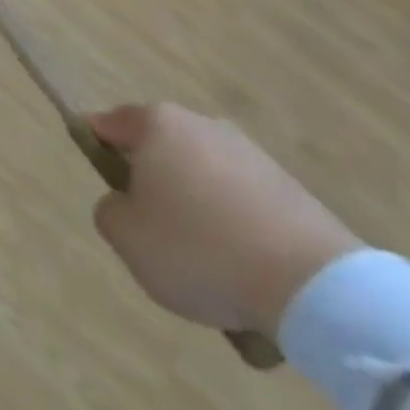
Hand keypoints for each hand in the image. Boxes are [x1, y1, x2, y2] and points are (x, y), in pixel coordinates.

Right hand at [89, 103, 361, 337]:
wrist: (313, 286)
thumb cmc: (200, 249)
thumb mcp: (127, 238)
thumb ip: (110, 211)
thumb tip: (125, 204)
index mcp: (157, 124)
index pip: (110, 123)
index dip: (96, 146)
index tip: (101, 180)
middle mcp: (202, 124)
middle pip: (160, 149)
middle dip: (152, 183)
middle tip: (151, 231)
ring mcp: (250, 153)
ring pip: (203, 177)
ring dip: (197, 207)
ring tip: (205, 262)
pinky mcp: (290, 188)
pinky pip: (243, 203)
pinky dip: (236, 228)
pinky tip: (243, 270)